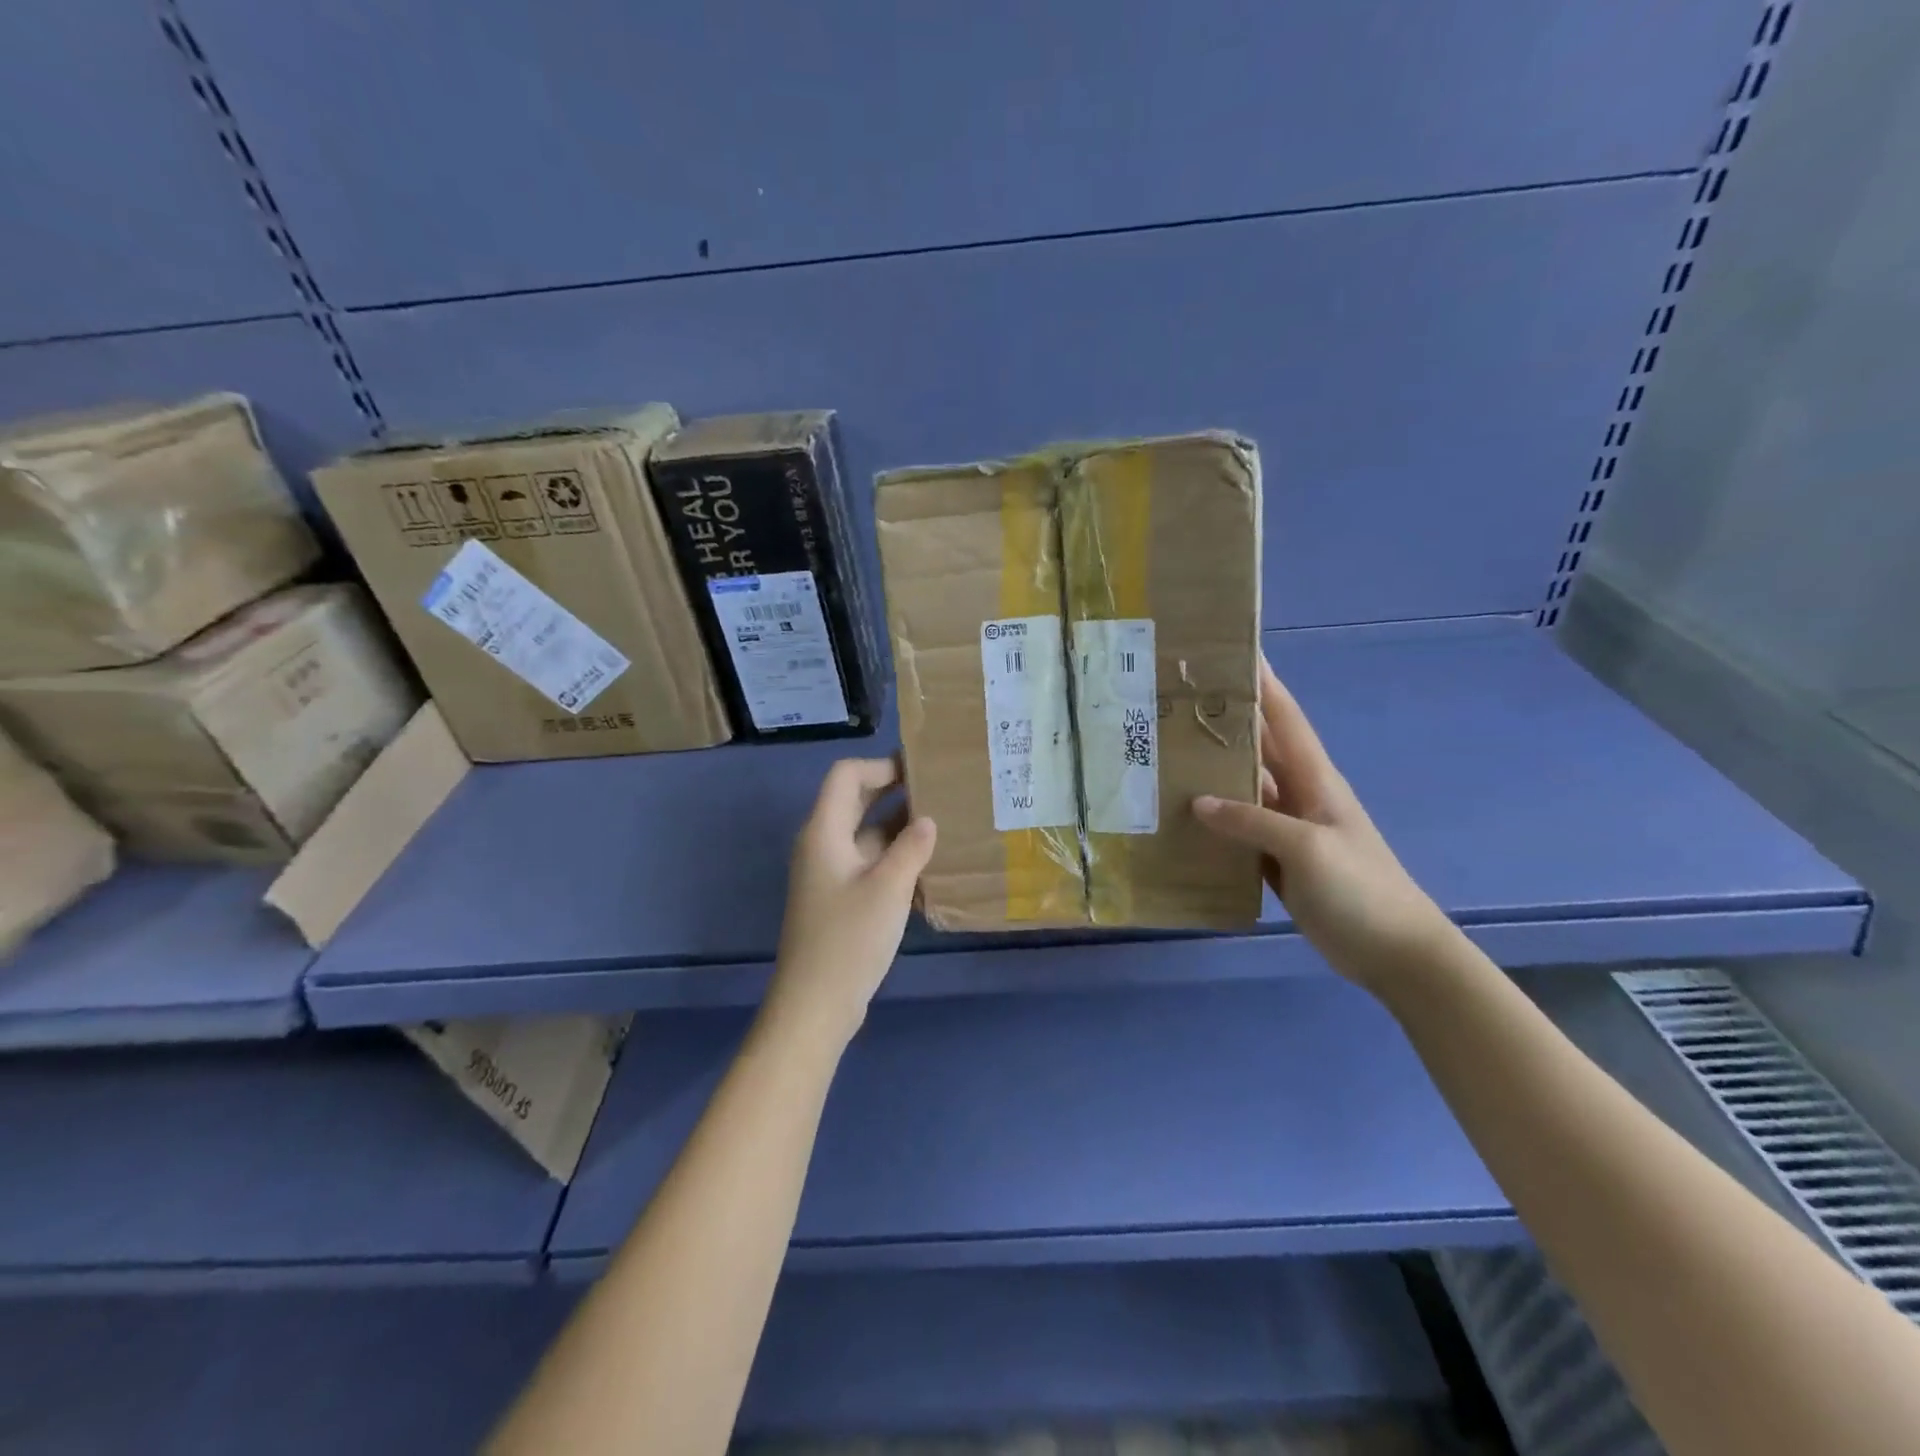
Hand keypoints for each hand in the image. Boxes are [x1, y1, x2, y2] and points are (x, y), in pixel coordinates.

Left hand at [766, 758, 936, 1046]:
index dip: (881, 766)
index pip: (846, 776)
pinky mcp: (839, 897)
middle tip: (939, 793)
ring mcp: (830, 873)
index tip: (920, 773)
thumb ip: (912, 848)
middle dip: (894, 792)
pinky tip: (927, 866)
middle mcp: (822, 844)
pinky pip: (868, 861)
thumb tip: (928, 821)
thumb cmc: (849, 939)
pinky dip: (894, 856)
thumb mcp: (888, 888)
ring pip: (865, 833)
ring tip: (942, 825)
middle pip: (856, 801)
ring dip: (899, 827)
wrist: (815, 1004)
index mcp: (824, 831)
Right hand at [1194, 658, 1449, 989]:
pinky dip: (1215, 822)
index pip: (1285, 720)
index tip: (1234, 653)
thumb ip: (1252, 821)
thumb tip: (1197, 802)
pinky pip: (1239, 831)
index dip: (1263, 685)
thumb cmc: (1360, 889)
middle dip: (1225, 724)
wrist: (1394, 952)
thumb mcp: (1306, 848)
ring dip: (1213, 775)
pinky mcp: (1278, 861)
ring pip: (1243, 791)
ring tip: (1166, 757)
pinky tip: (1183, 819)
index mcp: (1315, 780)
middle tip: (1177, 704)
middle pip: (1258, 751)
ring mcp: (1288, 830)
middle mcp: (1299, 796)